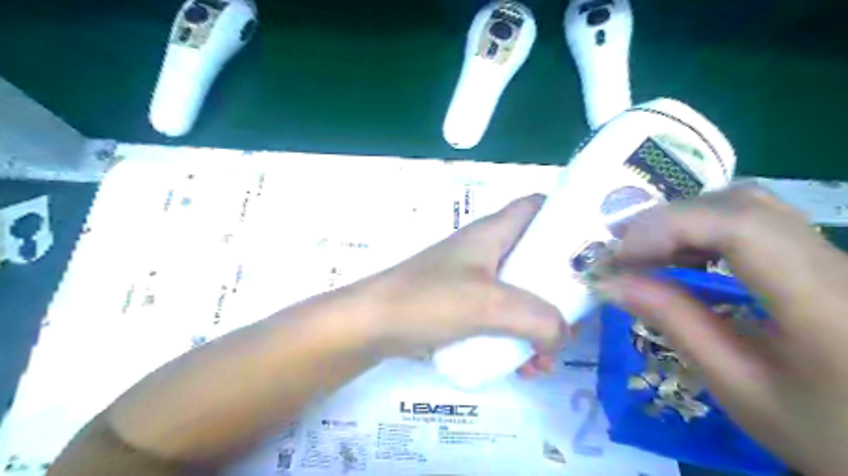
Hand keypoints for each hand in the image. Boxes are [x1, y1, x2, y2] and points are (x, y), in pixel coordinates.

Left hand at [361, 193, 565, 368]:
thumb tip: (563, 334)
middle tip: (577, 319)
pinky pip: (501, 317)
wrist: (371, 325)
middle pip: (536, 256)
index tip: (592, 247)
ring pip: (521, 293)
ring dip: (539, 323)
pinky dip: (516, 338)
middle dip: (559, 288)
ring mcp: (474, 279)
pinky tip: (522, 368)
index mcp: (493, 233)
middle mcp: (486, 250)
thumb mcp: (488, 304)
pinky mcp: (463, 304)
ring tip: (546, 359)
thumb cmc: (428, 299)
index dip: (565, 216)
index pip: (536, 206)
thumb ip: (536, 318)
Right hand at [600, 187, 847, 474]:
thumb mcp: (735, 384)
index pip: (741, 227)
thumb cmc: (817, 428)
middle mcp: (837, 264)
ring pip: (749, 205)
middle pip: (741, 205)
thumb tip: (611, 282)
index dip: (670, 227)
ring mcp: (835, 255)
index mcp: (824, 304)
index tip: (621, 257)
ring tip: (645, 252)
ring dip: (685, 221)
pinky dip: (706, 228)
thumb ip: (674, 322)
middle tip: (623, 252)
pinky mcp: (824, 257)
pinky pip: (757, 220)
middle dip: (668, 221)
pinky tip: (684, 254)